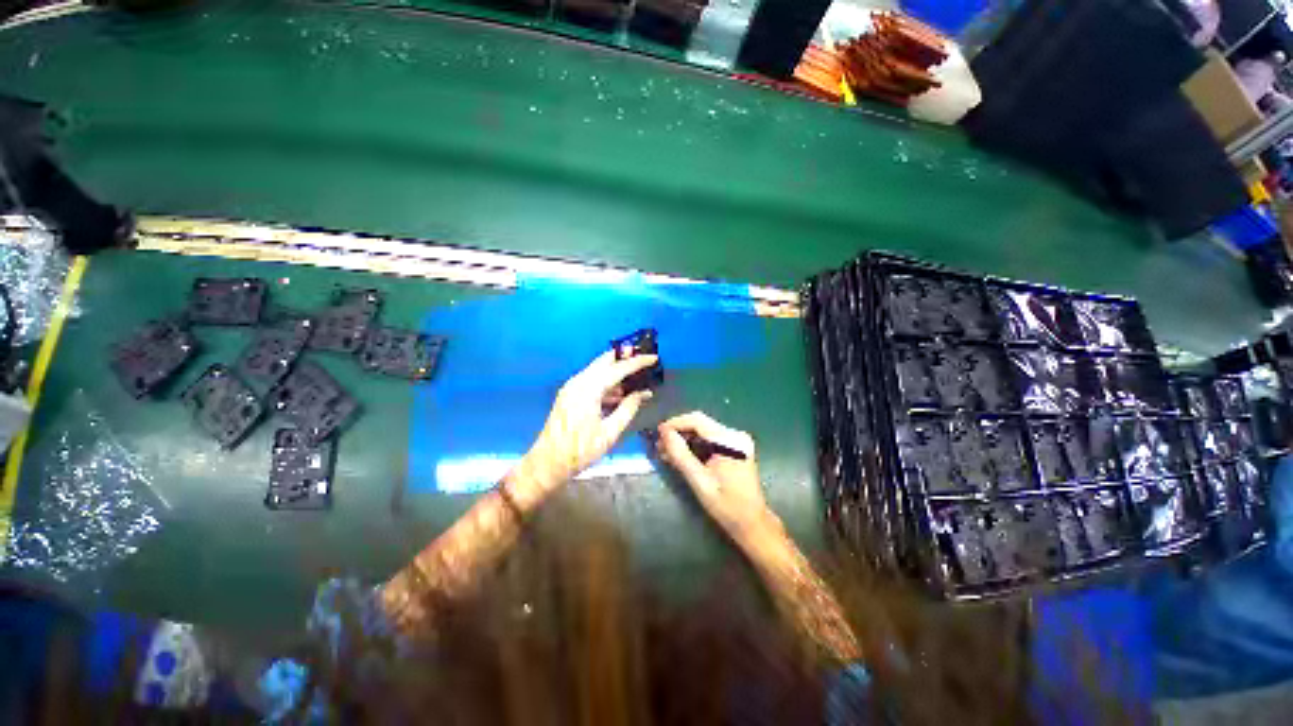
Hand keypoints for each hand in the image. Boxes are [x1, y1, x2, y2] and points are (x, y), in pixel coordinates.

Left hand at [511, 351, 657, 500]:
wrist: (549, 462)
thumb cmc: (580, 450)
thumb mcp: (609, 433)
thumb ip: (627, 409)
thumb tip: (643, 394)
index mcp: (588, 389)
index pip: (617, 369)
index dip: (637, 362)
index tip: (653, 358)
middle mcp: (578, 382)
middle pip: (604, 362)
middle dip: (623, 358)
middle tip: (643, 359)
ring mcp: (571, 388)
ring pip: (596, 371)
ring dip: (615, 373)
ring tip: (636, 380)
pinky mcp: (568, 397)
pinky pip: (590, 382)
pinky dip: (605, 384)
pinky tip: (619, 395)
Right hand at [655, 412, 778, 545]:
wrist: (750, 520)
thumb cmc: (726, 504)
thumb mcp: (700, 481)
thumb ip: (681, 456)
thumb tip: (664, 433)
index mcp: (730, 441)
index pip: (697, 421)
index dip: (674, 424)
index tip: (656, 435)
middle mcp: (736, 435)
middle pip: (701, 424)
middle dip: (678, 433)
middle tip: (659, 448)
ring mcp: (737, 442)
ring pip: (704, 432)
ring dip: (685, 440)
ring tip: (667, 454)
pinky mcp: (736, 450)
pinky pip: (711, 441)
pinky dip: (695, 446)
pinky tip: (682, 457)